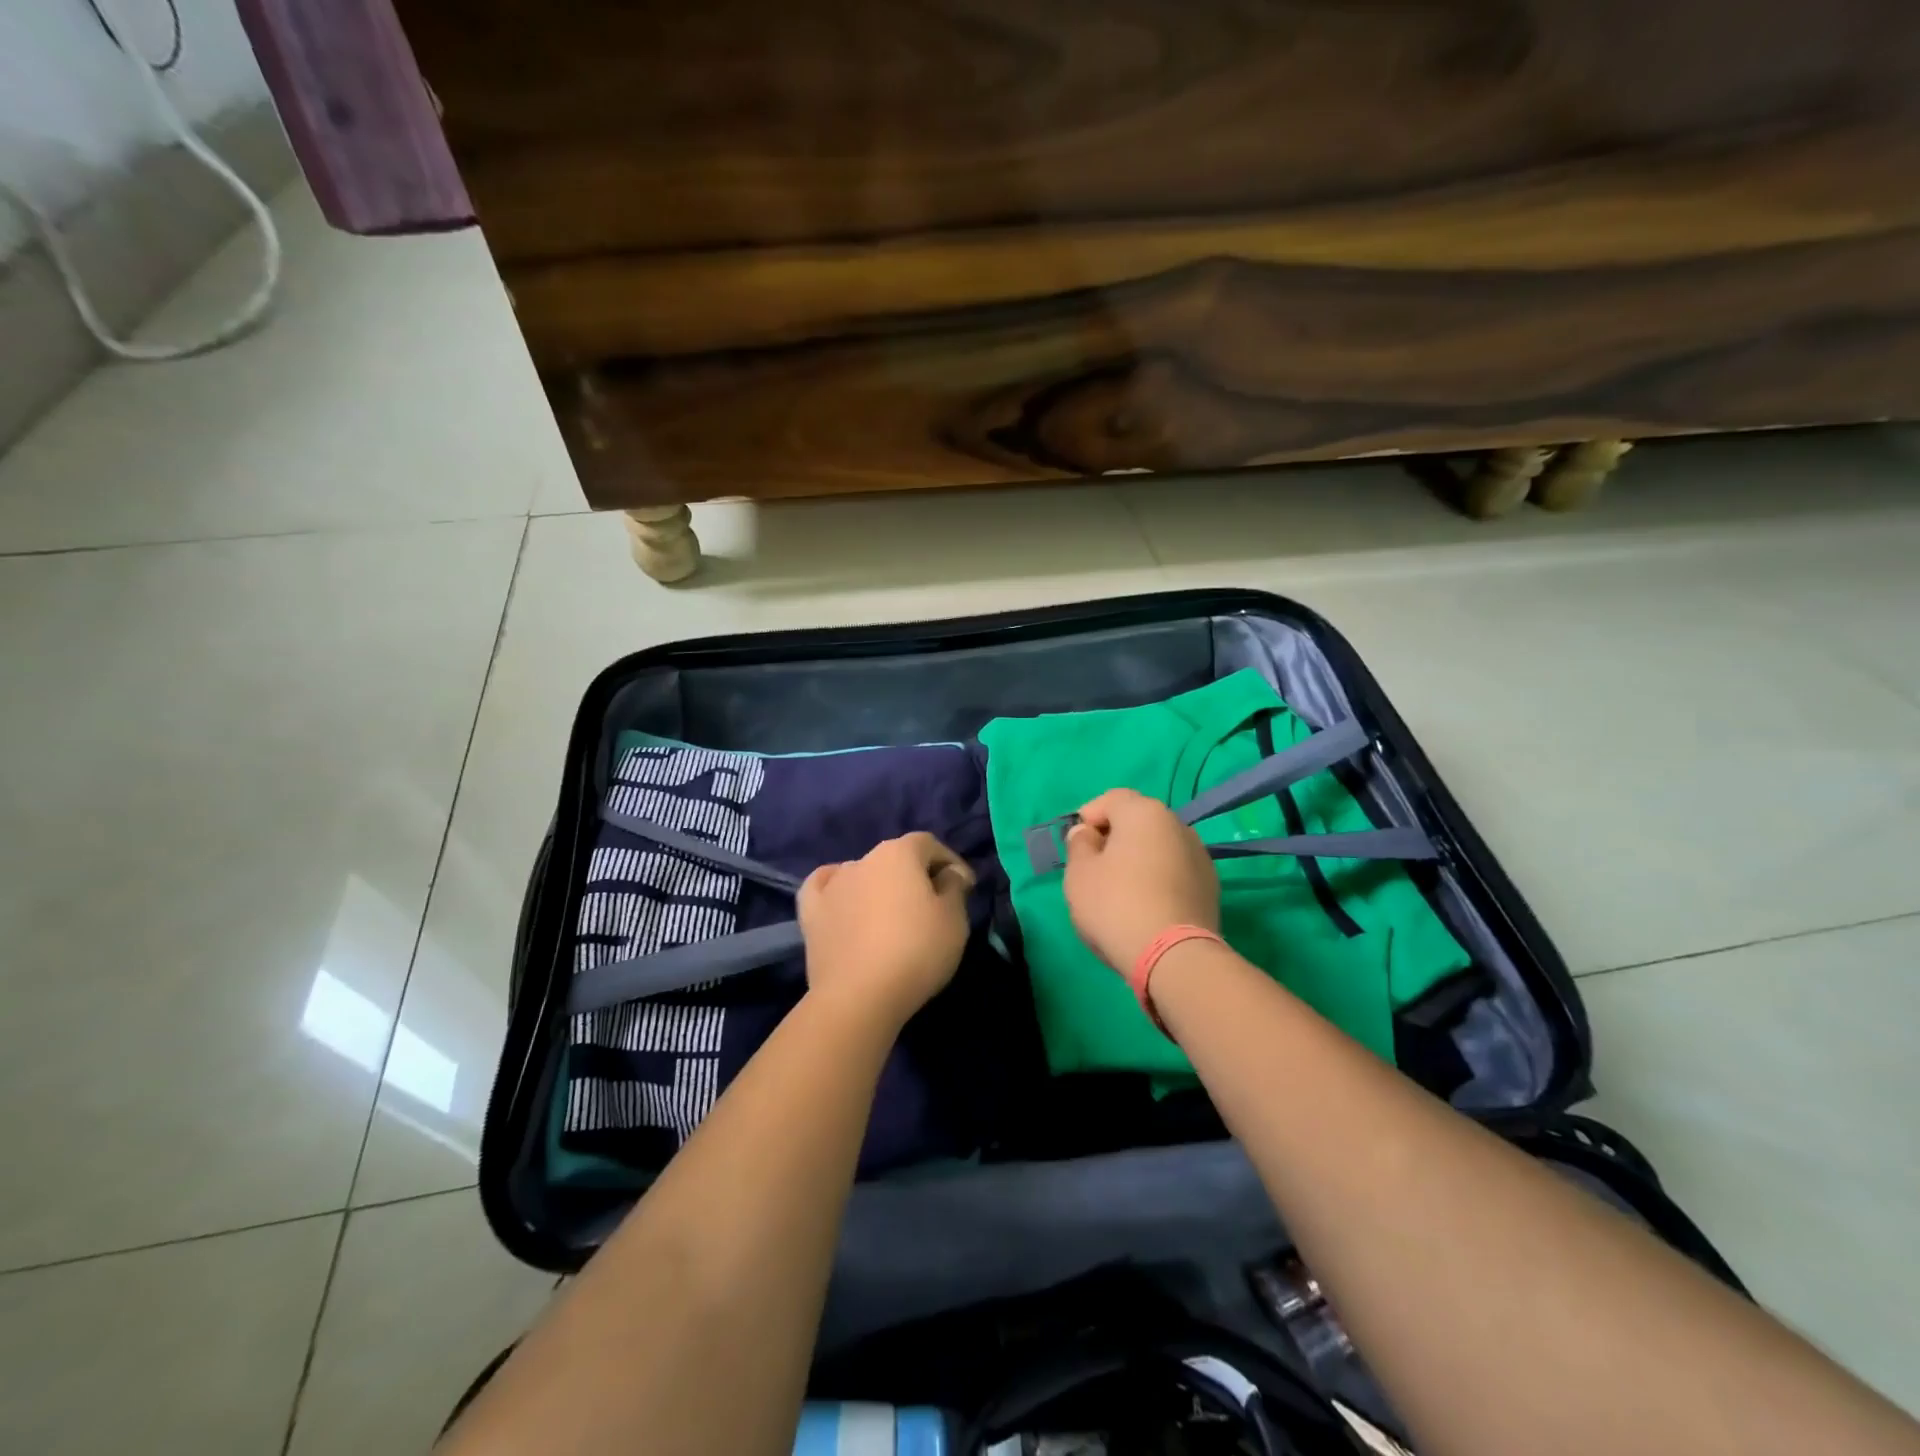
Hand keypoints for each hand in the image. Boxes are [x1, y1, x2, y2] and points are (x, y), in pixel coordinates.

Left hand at [797, 832, 975, 1029]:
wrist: (859, 996)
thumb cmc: (916, 951)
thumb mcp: (954, 919)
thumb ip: (954, 887)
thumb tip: (949, 874)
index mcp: (899, 852)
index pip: (929, 844)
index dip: (950, 862)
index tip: (964, 887)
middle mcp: (863, 859)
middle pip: (896, 858)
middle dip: (916, 875)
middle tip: (933, 905)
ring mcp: (833, 885)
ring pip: (863, 874)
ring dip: (880, 887)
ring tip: (892, 915)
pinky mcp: (811, 913)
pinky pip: (824, 889)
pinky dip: (837, 890)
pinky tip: (843, 900)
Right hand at [1063, 788, 1219, 970]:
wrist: (1173, 957)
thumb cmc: (1116, 905)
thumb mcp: (1079, 873)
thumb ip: (1079, 845)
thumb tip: (1087, 834)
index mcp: (1144, 812)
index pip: (1111, 799)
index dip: (1089, 818)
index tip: (1077, 846)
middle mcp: (1178, 825)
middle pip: (1138, 822)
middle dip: (1115, 839)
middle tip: (1095, 869)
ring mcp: (1200, 856)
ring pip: (1158, 848)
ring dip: (1139, 860)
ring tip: (1121, 892)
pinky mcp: (1211, 887)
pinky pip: (1174, 872)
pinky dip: (1158, 880)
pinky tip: (1146, 908)